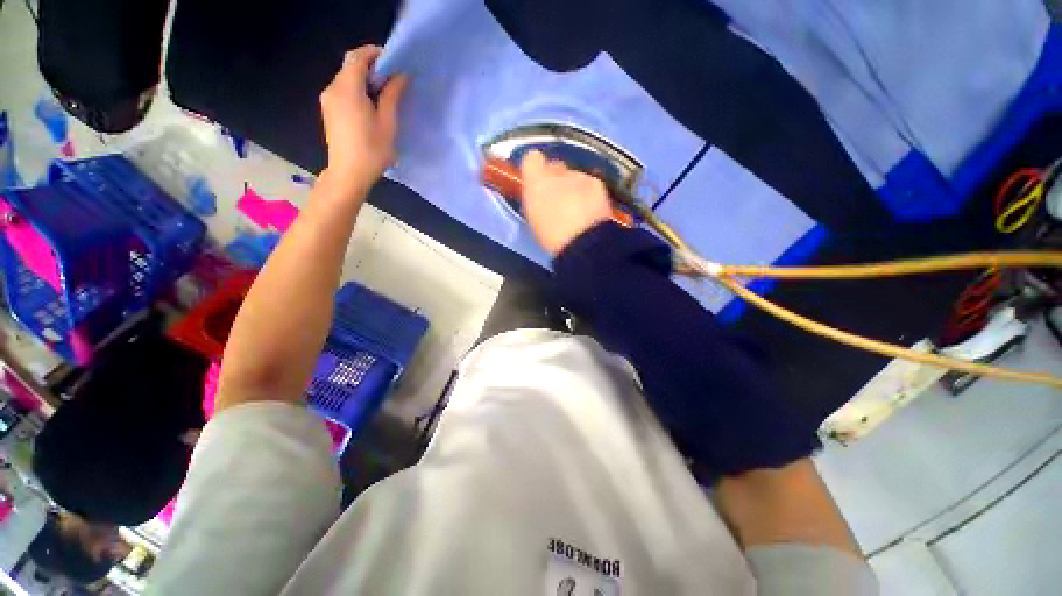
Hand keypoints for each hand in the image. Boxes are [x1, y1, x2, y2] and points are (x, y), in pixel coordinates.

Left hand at [319, 45, 407, 191]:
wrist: (348, 174)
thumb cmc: (372, 151)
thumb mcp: (387, 123)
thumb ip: (392, 95)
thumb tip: (400, 75)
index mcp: (347, 89)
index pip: (358, 57)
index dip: (375, 53)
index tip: (394, 61)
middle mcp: (333, 88)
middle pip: (350, 66)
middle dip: (371, 66)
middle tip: (393, 79)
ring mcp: (328, 99)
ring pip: (347, 78)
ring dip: (365, 79)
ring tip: (385, 95)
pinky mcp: (329, 110)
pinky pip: (343, 90)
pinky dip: (358, 90)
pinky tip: (371, 106)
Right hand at [520, 151, 612, 255]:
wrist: (582, 242)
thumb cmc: (551, 237)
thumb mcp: (534, 220)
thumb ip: (535, 200)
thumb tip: (538, 194)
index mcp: (535, 183)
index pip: (532, 158)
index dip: (535, 170)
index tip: (537, 184)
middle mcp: (557, 172)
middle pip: (556, 166)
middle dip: (556, 179)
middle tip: (559, 200)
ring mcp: (579, 176)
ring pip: (575, 175)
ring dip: (575, 187)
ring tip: (578, 209)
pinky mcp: (597, 183)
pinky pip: (591, 183)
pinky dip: (590, 193)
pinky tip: (592, 210)